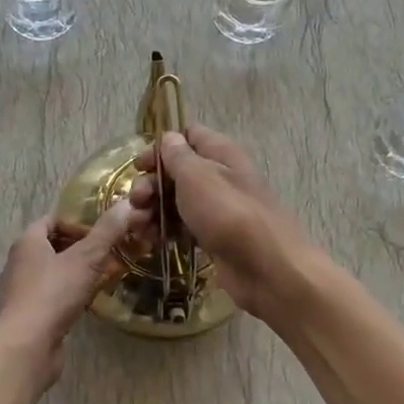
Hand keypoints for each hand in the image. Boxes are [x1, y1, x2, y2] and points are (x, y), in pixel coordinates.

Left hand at [0, 200, 146, 379]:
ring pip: (53, 273)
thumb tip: (127, 204)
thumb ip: (106, 232)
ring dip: (77, 272)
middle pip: (53, 246)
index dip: (77, 222)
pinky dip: (69, 294)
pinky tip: (89, 301)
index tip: (103, 231)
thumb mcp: (86, 259)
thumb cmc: (53, 294)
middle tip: (110, 252)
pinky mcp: (28, 315)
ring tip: (105, 276)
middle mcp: (19, 262)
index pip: (52, 220)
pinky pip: (52, 296)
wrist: (26, 345)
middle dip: (81, 248)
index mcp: (27, 242)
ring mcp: (21, 290)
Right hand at [130, 126, 313, 320]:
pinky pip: (184, 227)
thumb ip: (179, 156)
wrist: (266, 267)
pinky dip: (166, 231)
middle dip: (151, 184)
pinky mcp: (214, 237)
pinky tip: (150, 241)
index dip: (161, 147)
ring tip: (137, 228)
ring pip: (177, 201)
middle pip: (177, 172)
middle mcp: (220, 176)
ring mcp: (218, 209)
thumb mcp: (197, 177)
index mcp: (221, 154)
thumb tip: (169, 138)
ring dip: (153, 210)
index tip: (139, 166)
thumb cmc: (229, 214)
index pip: (189, 135)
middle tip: (136, 202)